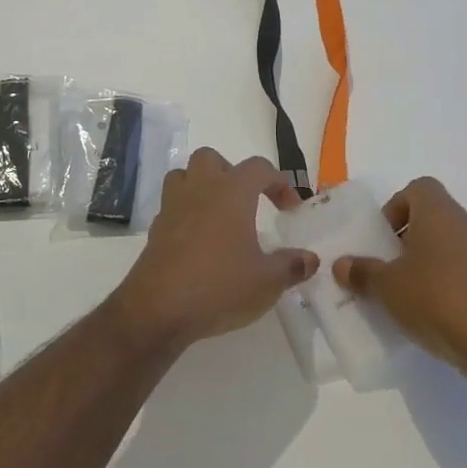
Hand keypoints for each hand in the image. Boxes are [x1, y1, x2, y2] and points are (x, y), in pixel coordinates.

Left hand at [111, 148, 314, 355]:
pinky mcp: (156, 229)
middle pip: (211, 159)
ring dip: (201, 185)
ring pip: (184, 175)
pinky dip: (186, 213)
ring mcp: (173, 207)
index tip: (289, 208)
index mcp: (231, 192)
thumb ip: (291, 266)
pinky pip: (172, 205)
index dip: (279, 182)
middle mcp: (200, 189)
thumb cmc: (219, 285)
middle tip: (246, 201)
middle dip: (231, 172)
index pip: (259, 168)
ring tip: (218, 214)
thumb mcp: (267, 281)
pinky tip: (198, 240)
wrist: (159, 308)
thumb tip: (310, 259)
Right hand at [334, 177, 466, 383]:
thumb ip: (362, 273)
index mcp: (440, 213)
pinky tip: (441, 319)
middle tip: (389, 271)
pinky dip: (453, 288)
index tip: (383, 239)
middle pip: (434, 218)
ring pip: (453, 248)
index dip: (396, 207)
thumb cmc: (439, 302)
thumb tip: (342, 264)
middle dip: (409, 241)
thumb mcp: (388, 288)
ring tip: (412, 300)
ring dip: (431, 266)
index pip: (419, 188)